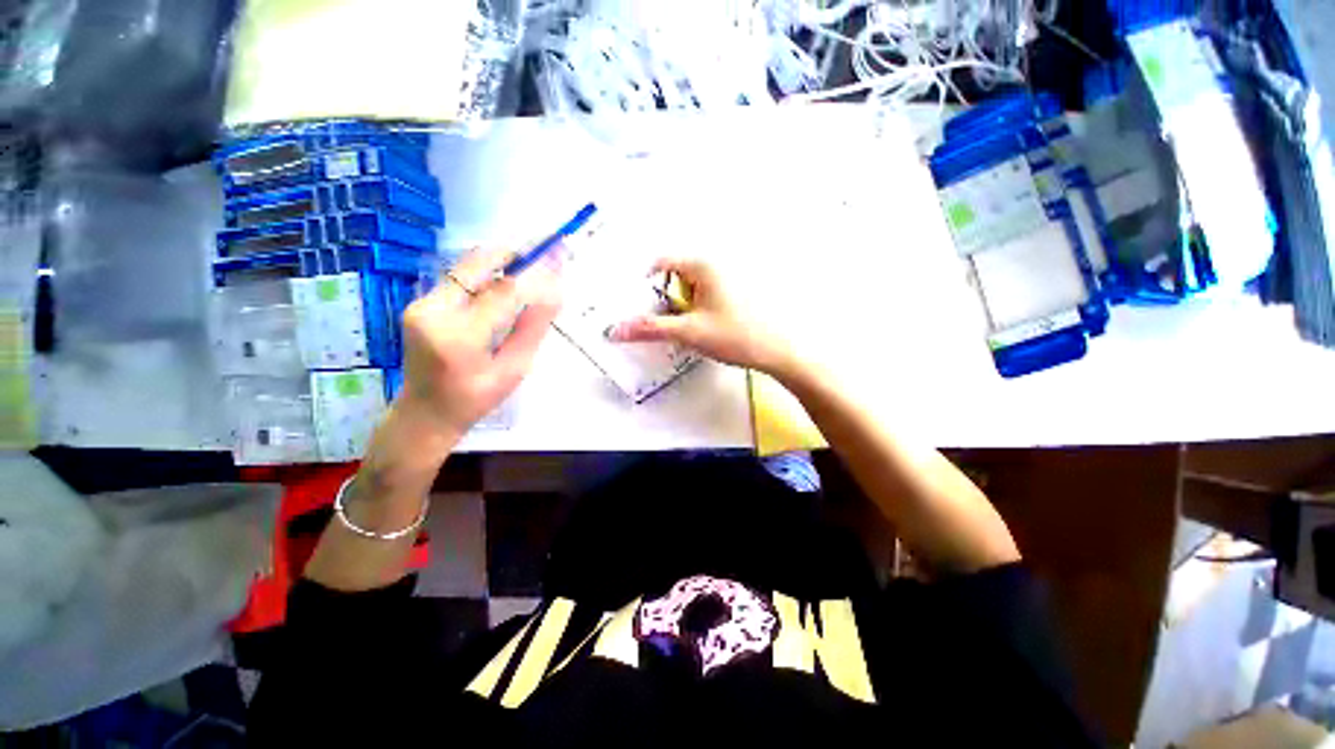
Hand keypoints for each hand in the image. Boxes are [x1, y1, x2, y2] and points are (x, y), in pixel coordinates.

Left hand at [397, 248, 561, 439]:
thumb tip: (555, 292)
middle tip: (543, 256)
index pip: (504, 292)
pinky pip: (460, 279)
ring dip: (501, 265)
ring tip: (529, 275)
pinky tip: (504, 292)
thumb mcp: (515, 368)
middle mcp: (432, 311)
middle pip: (476, 264)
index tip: (559, 257)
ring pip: (467, 267)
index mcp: (459, 337)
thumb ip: (533, 327)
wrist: (426, 412)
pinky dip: (487, 278)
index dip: (535, 272)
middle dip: (514, 255)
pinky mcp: (420, 302)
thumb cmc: (477, 398)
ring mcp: (420, 304)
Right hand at [608, 258, 796, 376]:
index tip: (634, 303)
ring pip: (690, 289)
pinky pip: (704, 297)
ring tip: (673, 328)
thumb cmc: (735, 336)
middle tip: (651, 321)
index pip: (661, 262)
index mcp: (703, 265)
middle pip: (675, 276)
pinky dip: (693, 310)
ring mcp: (727, 280)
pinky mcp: (735, 295)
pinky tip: (696, 329)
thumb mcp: (689, 332)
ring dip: (678, 307)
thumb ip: (651, 329)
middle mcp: (716, 265)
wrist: (779, 352)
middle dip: (661, 298)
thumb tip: (615, 330)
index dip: (643, 281)